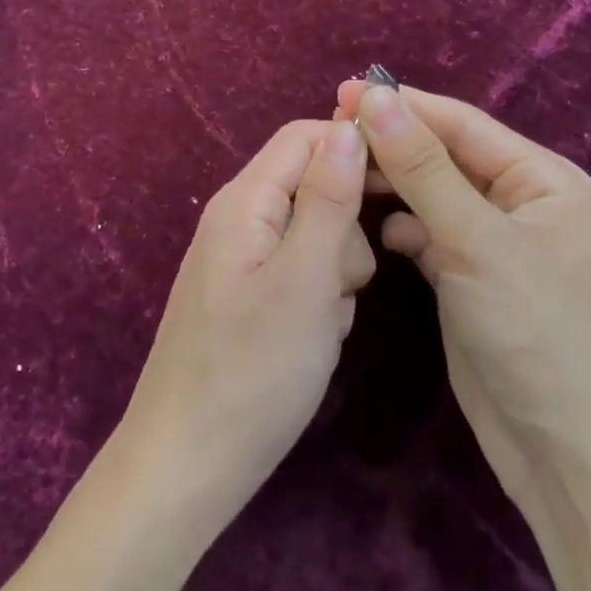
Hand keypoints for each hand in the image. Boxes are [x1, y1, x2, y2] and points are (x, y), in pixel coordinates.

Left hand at [120, 120, 377, 522]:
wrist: (188, 464)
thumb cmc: (252, 371)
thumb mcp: (305, 280)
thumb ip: (329, 199)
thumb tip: (350, 126)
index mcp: (244, 201)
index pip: (305, 136)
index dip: (355, 148)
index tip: (402, 187)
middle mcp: (238, 219)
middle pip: (312, 184)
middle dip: (346, 226)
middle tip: (347, 281)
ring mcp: (241, 260)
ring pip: (314, 234)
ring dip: (336, 270)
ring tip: (325, 321)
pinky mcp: (248, 297)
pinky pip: (299, 273)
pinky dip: (319, 297)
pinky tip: (313, 339)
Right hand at [337, 80, 590, 506]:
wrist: (567, 457)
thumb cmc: (536, 334)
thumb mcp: (477, 242)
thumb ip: (423, 167)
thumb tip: (375, 97)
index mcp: (542, 179)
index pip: (461, 124)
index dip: (402, 105)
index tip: (341, 93)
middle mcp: (521, 202)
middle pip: (445, 155)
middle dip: (393, 143)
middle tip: (330, 131)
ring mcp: (494, 243)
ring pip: (432, 194)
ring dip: (392, 183)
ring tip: (340, 173)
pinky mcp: (470, 278)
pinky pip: (429, 234)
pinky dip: (402, 228)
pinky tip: (375, 234)